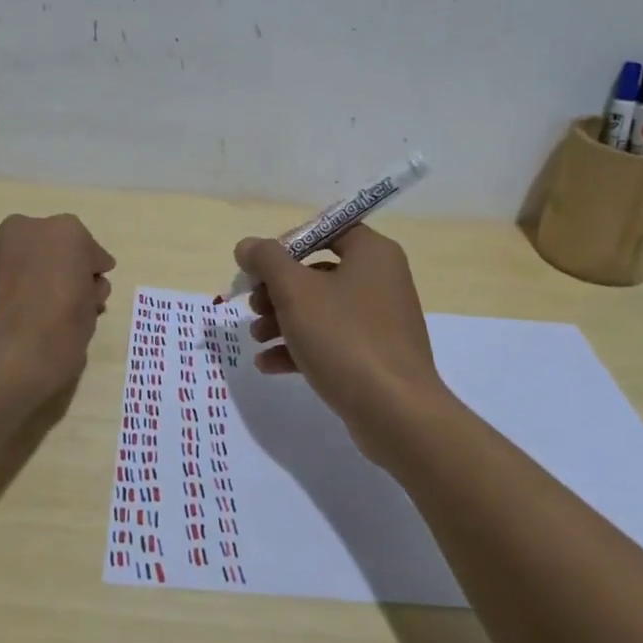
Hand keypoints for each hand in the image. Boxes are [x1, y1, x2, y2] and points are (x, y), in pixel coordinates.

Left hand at [0, 213, 115, 401]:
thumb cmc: (53, 339)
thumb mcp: (89, 319)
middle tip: (64, 306)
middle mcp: (27, 230)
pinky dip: (8, 287)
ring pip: (25, 258)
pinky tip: (9, 318)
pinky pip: (1, 274)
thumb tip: (82, 288)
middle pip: (55, 249)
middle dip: (61, 271)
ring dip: (33, 276)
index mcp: (66, 234)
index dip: (93, 278)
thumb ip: (89, 293)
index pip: (91, 255)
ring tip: (32, 315)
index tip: (92, 300)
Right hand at [237, 226, 449, 458]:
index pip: (326, 230)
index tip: (261, 266)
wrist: (395, 412)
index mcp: (372, 253)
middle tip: (253, 306)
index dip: (289, 243)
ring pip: (321, 309)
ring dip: (282, 320)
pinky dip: (300, 347)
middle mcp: (381, 280)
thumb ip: (266, 260)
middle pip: (318, 272)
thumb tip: (247, 245)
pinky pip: (332, 341)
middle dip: (277, 290)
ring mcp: (380, 321)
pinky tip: (268, 364)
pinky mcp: (375, 357)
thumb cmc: (344, 337)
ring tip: (256, 338)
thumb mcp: (295, 291)